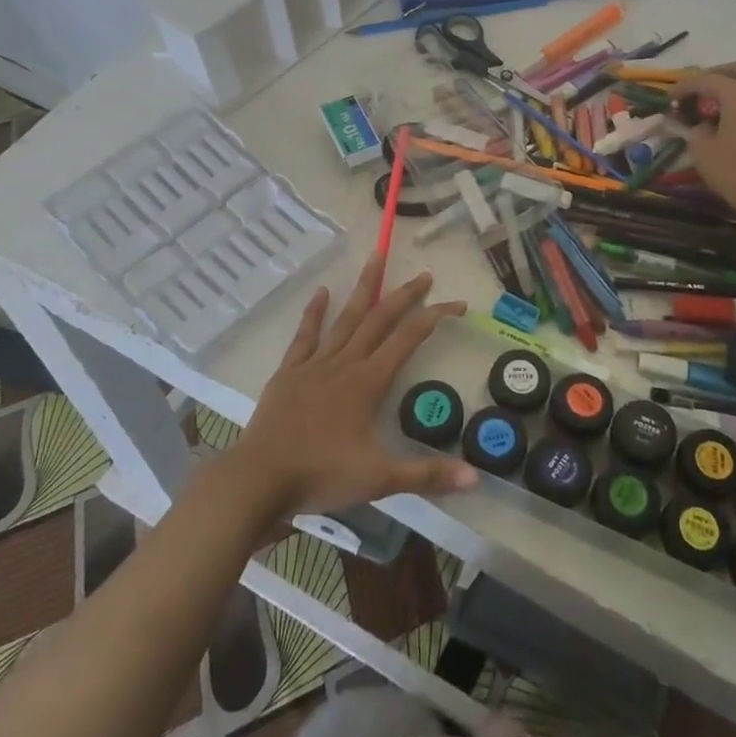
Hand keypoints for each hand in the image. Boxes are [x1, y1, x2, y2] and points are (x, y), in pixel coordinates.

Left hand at [227, 253, 475, 518]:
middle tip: (425, 274)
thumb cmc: (321, 476)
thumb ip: (427, 475)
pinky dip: (314, 312)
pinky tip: (322, 292)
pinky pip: (305, 335)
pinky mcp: (289, 372)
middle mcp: (345, 363)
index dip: (435, 317)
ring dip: (364, 288)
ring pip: (345, 318)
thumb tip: (476, 479)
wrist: (259, 480)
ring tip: (376, 257)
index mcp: (368, 382)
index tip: (458, 305)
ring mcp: (314, 364)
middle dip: (405, 295)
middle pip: (379, 319)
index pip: (409, 339)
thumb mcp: (380, 480)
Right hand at [679, 62, 735, 224]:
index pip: (705, 79)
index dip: (684, 86)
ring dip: (732, 89)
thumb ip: (694, 133)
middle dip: (713, 76)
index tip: (668, 98)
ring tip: (712, 109)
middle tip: (696, 92)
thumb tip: (698, 126)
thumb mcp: (704, 154)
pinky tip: (733, 123)